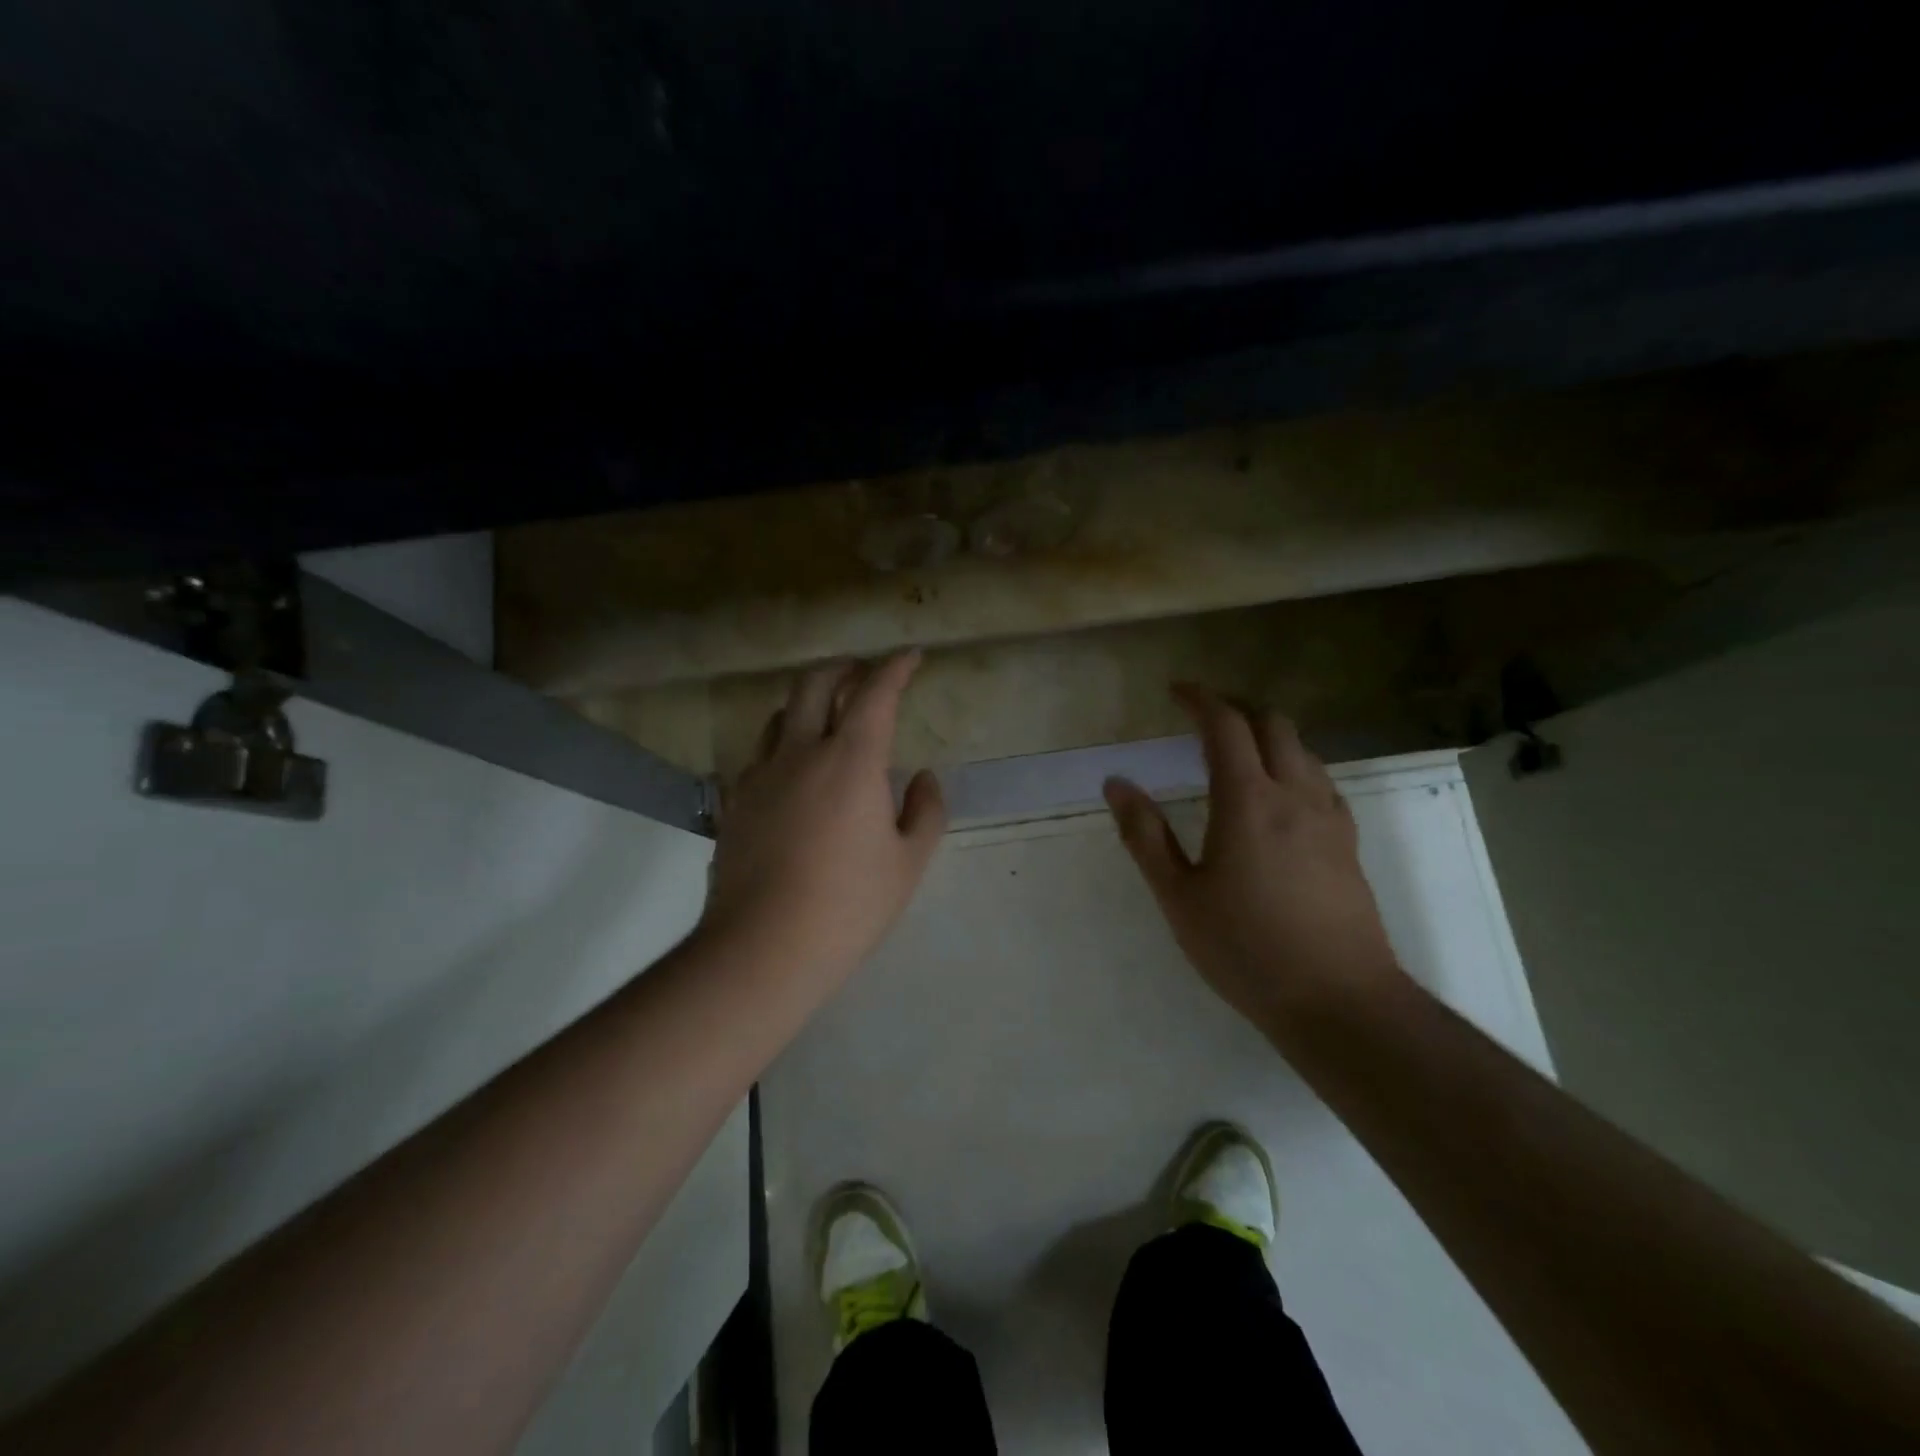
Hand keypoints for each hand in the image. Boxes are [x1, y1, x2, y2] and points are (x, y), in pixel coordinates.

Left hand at [700, 651, 945, 986]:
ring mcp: (760, 775)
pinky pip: (759, 754)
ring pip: (779, 714)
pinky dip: (781, 744)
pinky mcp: (735, 802)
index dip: (895, 668)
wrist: (763, 948)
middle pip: (814, 684)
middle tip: (864, 673)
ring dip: (807, 702)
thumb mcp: (908, 863)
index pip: (875, 694)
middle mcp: (800, 753)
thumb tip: (924, 778)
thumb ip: (925, 811)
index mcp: (850, 761)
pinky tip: (792, 769)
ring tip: (826, 716)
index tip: (911, 656)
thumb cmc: (848, 906)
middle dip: (844, 668)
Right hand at [1104, 685, 1405, 1039]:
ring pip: (1303, 749)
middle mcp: (1295, 795)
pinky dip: (1294, 764)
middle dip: (1237, 708)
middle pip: (1273, 723)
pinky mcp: (1348, 842)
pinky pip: (1321, 780)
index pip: (1226, 725)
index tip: (1175, 692)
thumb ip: (1145, 835)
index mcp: (1248, 801)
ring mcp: (1329, 817)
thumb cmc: (1246, 949)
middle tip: (1203, 716)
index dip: (1200, 699)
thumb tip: (1116, 783)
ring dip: (1268, 734)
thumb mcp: (1178, 896)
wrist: (1339, 1000)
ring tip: (1237, 752)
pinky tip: (1279, 795)